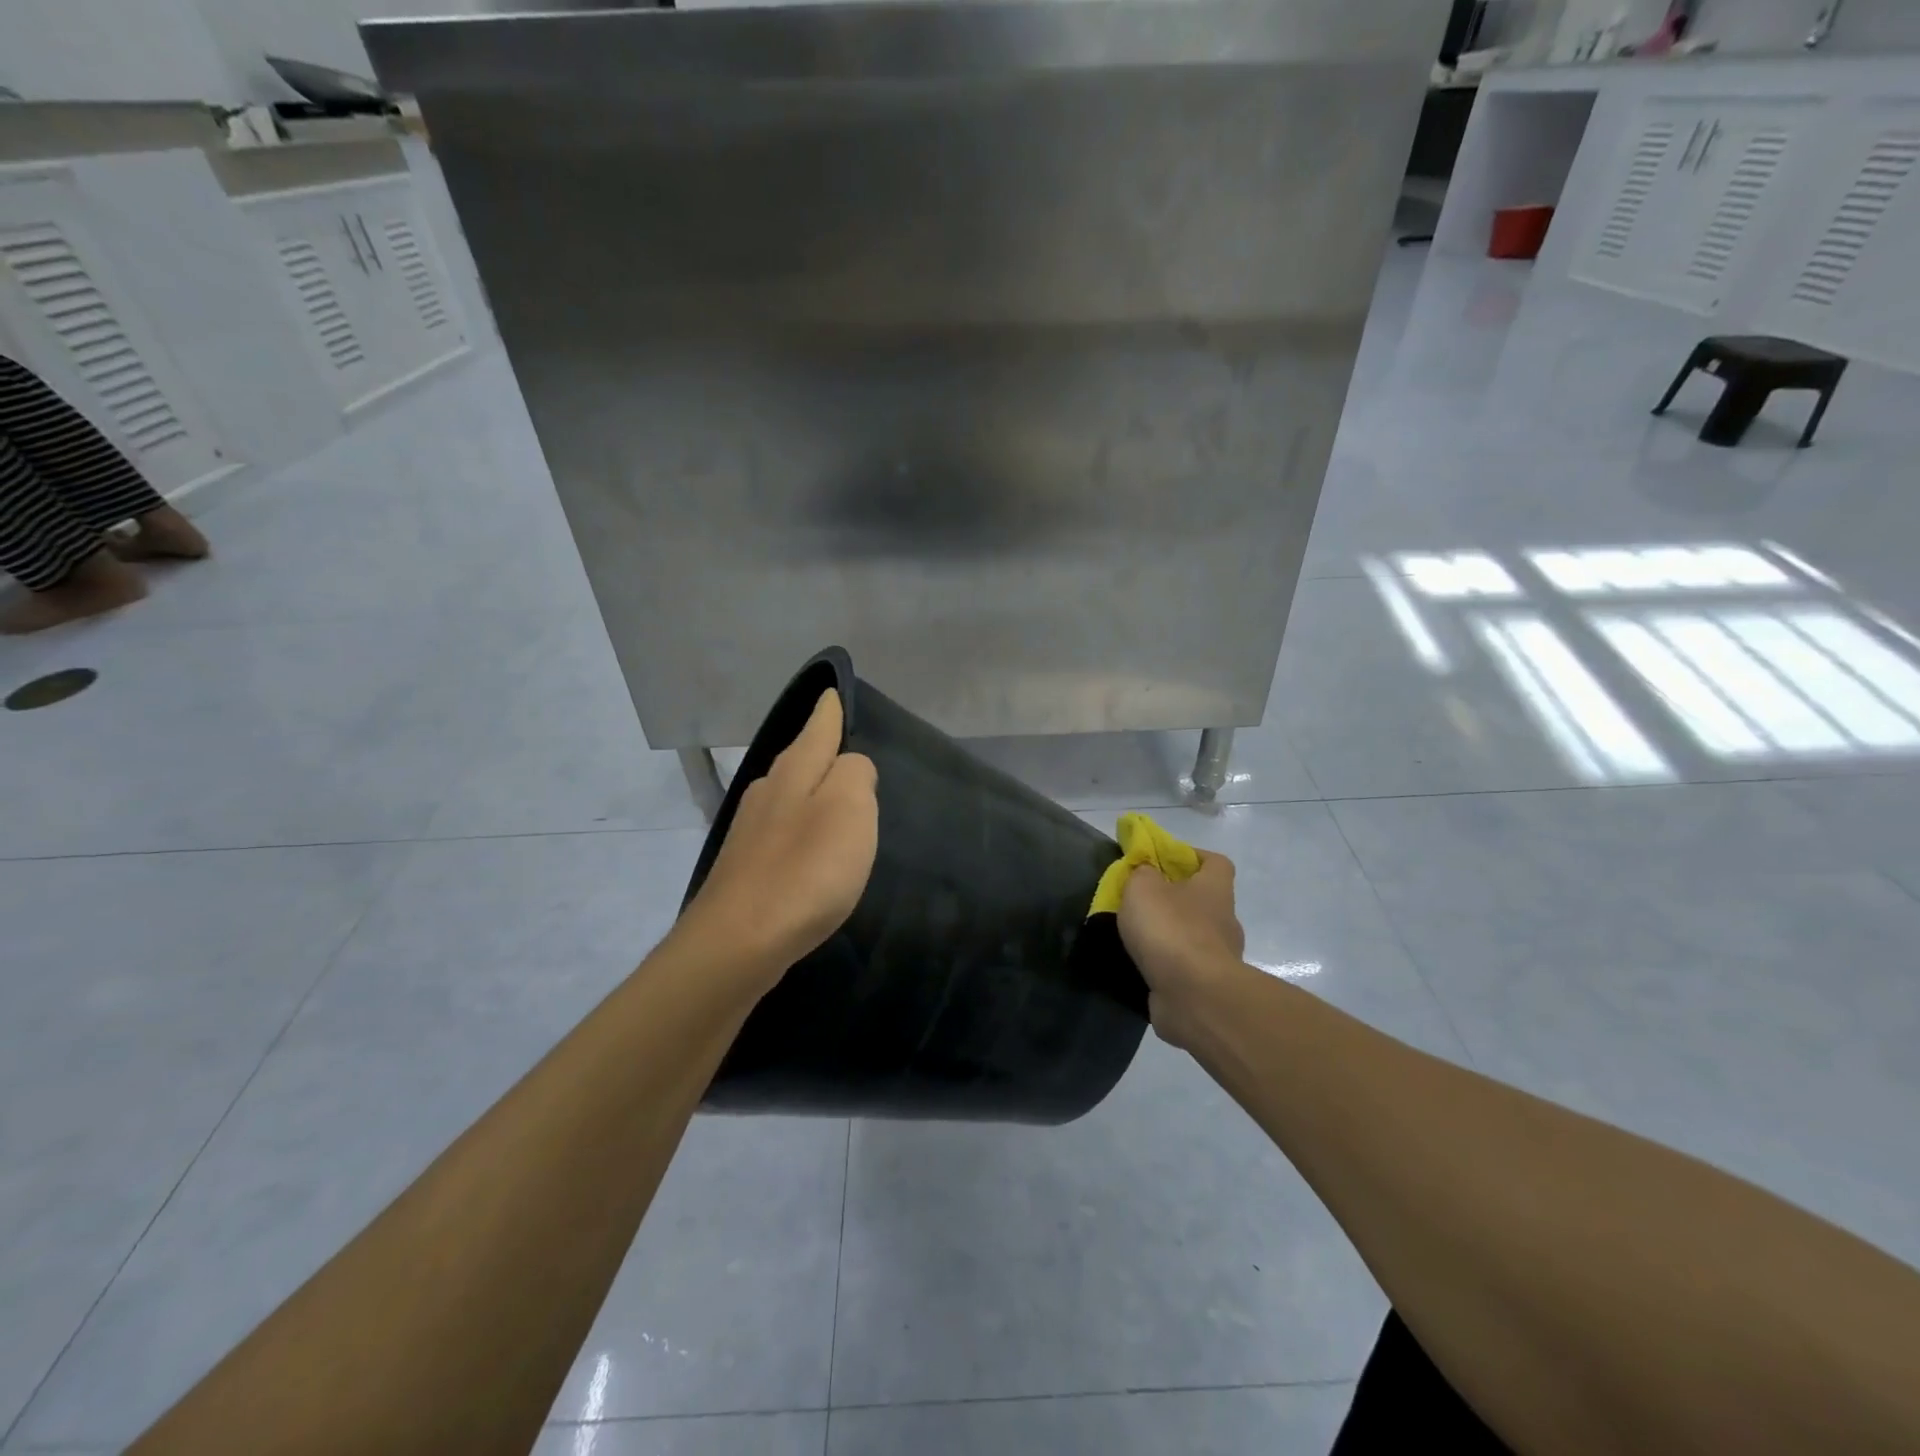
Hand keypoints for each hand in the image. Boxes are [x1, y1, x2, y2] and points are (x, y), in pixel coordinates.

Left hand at [676, 690, 877, 994]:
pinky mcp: (745, 867)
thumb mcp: (849, 809)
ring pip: (788, 795)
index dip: (829, 711)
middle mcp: (767, 792)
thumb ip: (855, 774)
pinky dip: (800, 829)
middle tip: (844, 744)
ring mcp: (750, 831)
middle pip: (800, 759)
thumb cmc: (805, 871)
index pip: (818, 728)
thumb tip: (850, 766)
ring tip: (835, 797)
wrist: (738, 942)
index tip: (832, 693)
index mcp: (795, 772)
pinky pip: (781, 832)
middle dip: (820, 749)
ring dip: (811, 791)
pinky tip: (810, 848)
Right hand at [1117, 851, 1246, 1048]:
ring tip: (1136, 937)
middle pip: (1203, 900)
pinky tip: (1142, 966)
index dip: (1192, 856)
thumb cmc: (1171, 929)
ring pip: (1193, 935)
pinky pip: (1185, 967)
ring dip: (1170, 934)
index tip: (1164, 859)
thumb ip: (1142, 873)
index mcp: (1215, 889)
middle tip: (1141, 900)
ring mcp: (1219, 957)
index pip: (1216, 862)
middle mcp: (1224, 921)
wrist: (1195, 997)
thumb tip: (1147, 872)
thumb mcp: (1143, 887)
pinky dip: (1167, 965)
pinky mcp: (1208, 987)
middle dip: (1174, 898)